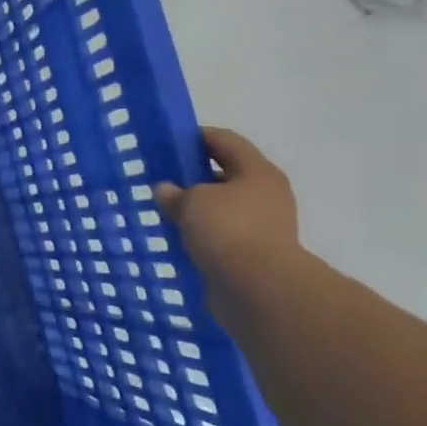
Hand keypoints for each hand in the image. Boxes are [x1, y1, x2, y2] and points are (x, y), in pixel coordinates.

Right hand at [156, 128, 301, 323]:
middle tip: (162, 178)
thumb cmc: (228, 230)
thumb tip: (166, 190)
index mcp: (257, 172)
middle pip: (225, 174)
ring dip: (196, 208)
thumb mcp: (192, 201)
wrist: (257, 289)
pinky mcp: (252, 254)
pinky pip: (221, 235)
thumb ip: (175, 192)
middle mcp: (265, 195)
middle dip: (194, 175)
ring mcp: (262, 226)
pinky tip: (177, 238)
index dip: (196, 136)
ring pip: (222, 208)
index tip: (168, 141)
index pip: (225, 141)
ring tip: (164, 210)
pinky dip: (201, 234)